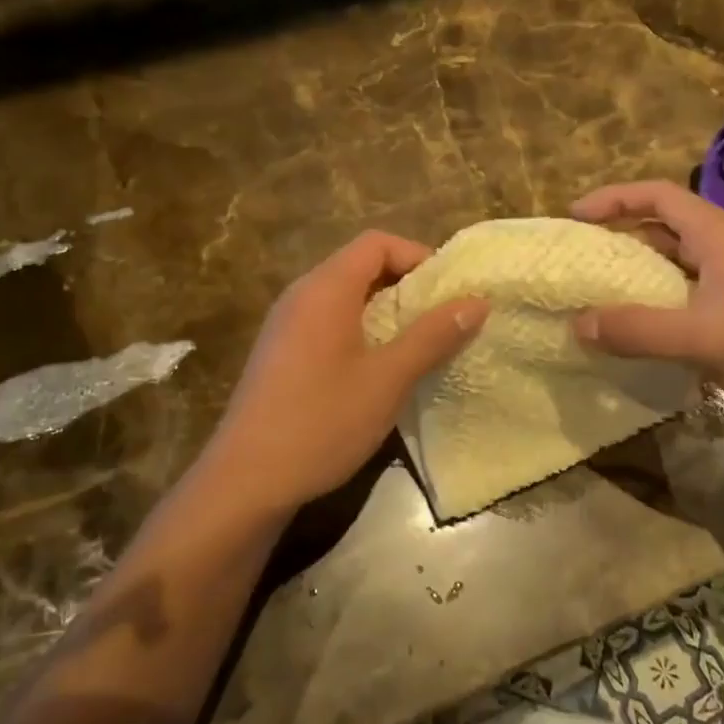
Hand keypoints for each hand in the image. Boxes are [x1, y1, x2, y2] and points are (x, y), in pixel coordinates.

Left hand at [195, 232, 488, 512]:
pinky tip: (376, 371)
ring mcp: (285, 325)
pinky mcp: (280, 354)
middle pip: (360, 266)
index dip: (418, 256)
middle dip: (406, 286)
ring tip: (416, 346)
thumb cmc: (322, 421)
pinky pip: (327, 323)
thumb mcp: (388, 379)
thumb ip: (433, 336)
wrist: (246, 481)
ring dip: (384, 312)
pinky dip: (359, 331)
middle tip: (440, 321)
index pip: (376, 243)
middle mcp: (300, 295)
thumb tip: (477, 301)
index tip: (447, 292)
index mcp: (325, 288)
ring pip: (344, 297)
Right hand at [570, 181, 723, 434]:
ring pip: (679, 263)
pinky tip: (643, 328)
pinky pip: (692, 293)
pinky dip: (661, 301)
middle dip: (621, 236)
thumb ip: (637, 329)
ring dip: (640, 273)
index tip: (575, 217)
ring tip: (601, 293)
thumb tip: (577, 324)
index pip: (659, 195)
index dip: (614, 198)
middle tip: (581, 258)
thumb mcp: (702, 338)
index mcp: (721, 235)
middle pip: (666, 226)